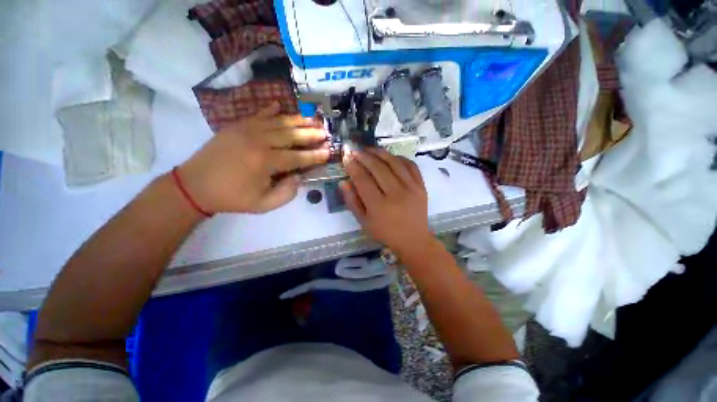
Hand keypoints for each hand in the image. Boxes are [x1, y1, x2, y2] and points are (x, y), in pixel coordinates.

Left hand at [177, 102, 329, 213]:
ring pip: (278, 122)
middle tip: (325, 131)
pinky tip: (280, 106)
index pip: (298, 157)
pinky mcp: (237, 126)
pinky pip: (258, 115)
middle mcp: (259, 141)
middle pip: (291, 135)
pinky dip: (271, 110)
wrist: (194, 185)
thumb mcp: (263, 204)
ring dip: (297, 120)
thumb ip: (286, 193)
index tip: (328, 152)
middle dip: (310, 134)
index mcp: (266, 162)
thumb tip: (299, 177)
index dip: (315, 155)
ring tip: (312, 119)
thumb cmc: (232, 197)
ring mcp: (247, 130)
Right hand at [340, 148, 433, 257]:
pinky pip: (410, 165)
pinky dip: (399, 158)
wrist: (414, 239)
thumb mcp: (364, 222)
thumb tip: (343, 182)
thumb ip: (352, 202)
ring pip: (394, 162)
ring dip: (380, 153)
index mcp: (379, 206)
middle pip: (378, 168)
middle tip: (355, 151)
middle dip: (364, 156)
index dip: (353, 166)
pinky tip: (390, 156)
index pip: (363, 180)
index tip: (346, 157)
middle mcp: (396, 194)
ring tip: (369, 149)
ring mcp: (411, 188)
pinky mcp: (421, 186)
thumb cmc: (385, 233)